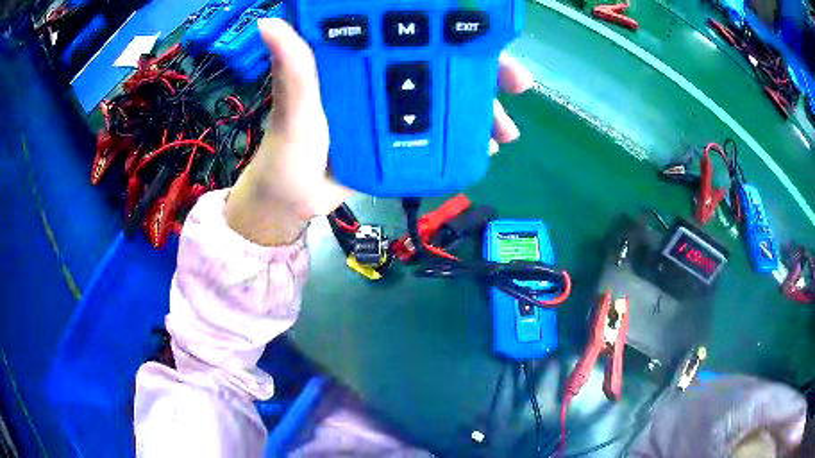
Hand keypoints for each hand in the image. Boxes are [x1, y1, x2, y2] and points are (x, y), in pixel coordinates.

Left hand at [225, 18, 533, 245]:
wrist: (291, 205)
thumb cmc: (286, 155)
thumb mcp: (294, 111)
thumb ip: (292, 71)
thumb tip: (270, 22)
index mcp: (355, 62)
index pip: (407, 34)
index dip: (446, 30)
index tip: (482, 33)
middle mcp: (378, 78)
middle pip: (440, 65)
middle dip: (481, 73)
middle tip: (515, 85)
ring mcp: (392, 111)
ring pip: (446, 100)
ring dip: (481, 111)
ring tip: (505, 131)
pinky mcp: (399, 140)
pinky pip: (438, 133)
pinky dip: (463, 139)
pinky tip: (484, 148)